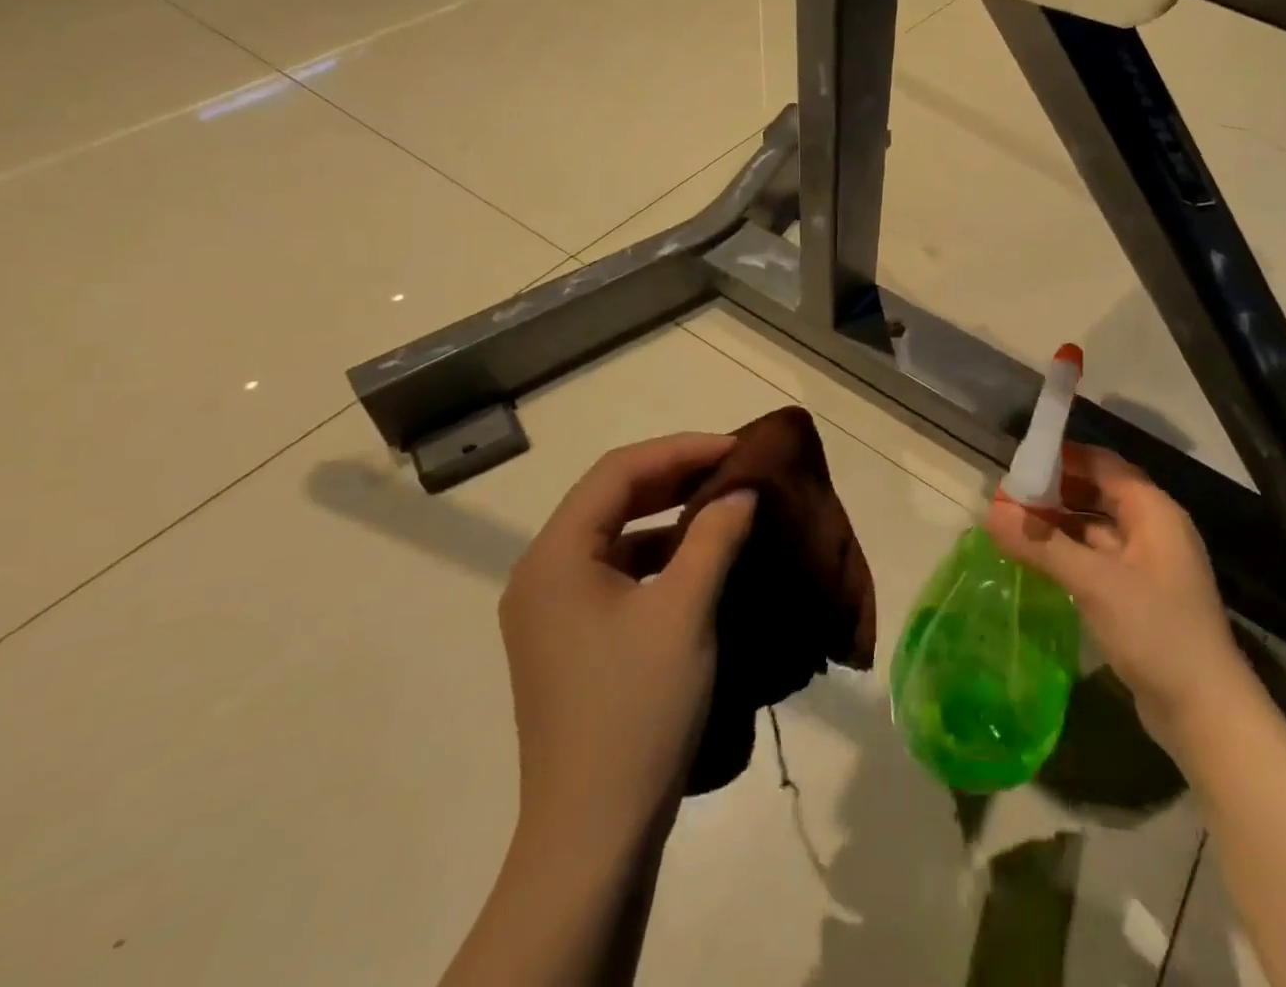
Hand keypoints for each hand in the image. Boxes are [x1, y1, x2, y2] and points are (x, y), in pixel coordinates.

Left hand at [498, 432, 754, 849]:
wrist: (594, 837)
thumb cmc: (636, 709)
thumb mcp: (685, 610)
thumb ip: (714, 535)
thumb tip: (742, 490)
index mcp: (556, 556)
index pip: (619, 471)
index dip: (682, 449)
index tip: (737, 449)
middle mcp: (543, 574)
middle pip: (612, 497)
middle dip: (675, 476)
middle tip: (734, 469)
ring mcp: (552, 611)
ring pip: (615, 535)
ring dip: (669, 516)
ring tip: (724, 507)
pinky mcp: (571, 642)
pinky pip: (617, 573)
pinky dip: (660, 556)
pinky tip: (701, 562)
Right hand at [985, 444, 1241, 754]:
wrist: (1206, 713)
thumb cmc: (1156, 631)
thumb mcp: (1095, 583)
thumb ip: (1042, 544)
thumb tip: (990, 510)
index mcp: (1153, 511)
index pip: (1103, 464)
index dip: (1063, 457)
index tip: (1020, 459)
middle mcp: (1153, 529)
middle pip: (1098, 493)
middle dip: (1054, 491)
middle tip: (1008, 495)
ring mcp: (1147, 564)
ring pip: (1095, 528)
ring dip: (1058, 524)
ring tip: (1012, 525)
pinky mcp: (1138, 596)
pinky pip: (1097, 559)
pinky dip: (1068, 553)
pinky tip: (1037, 561)